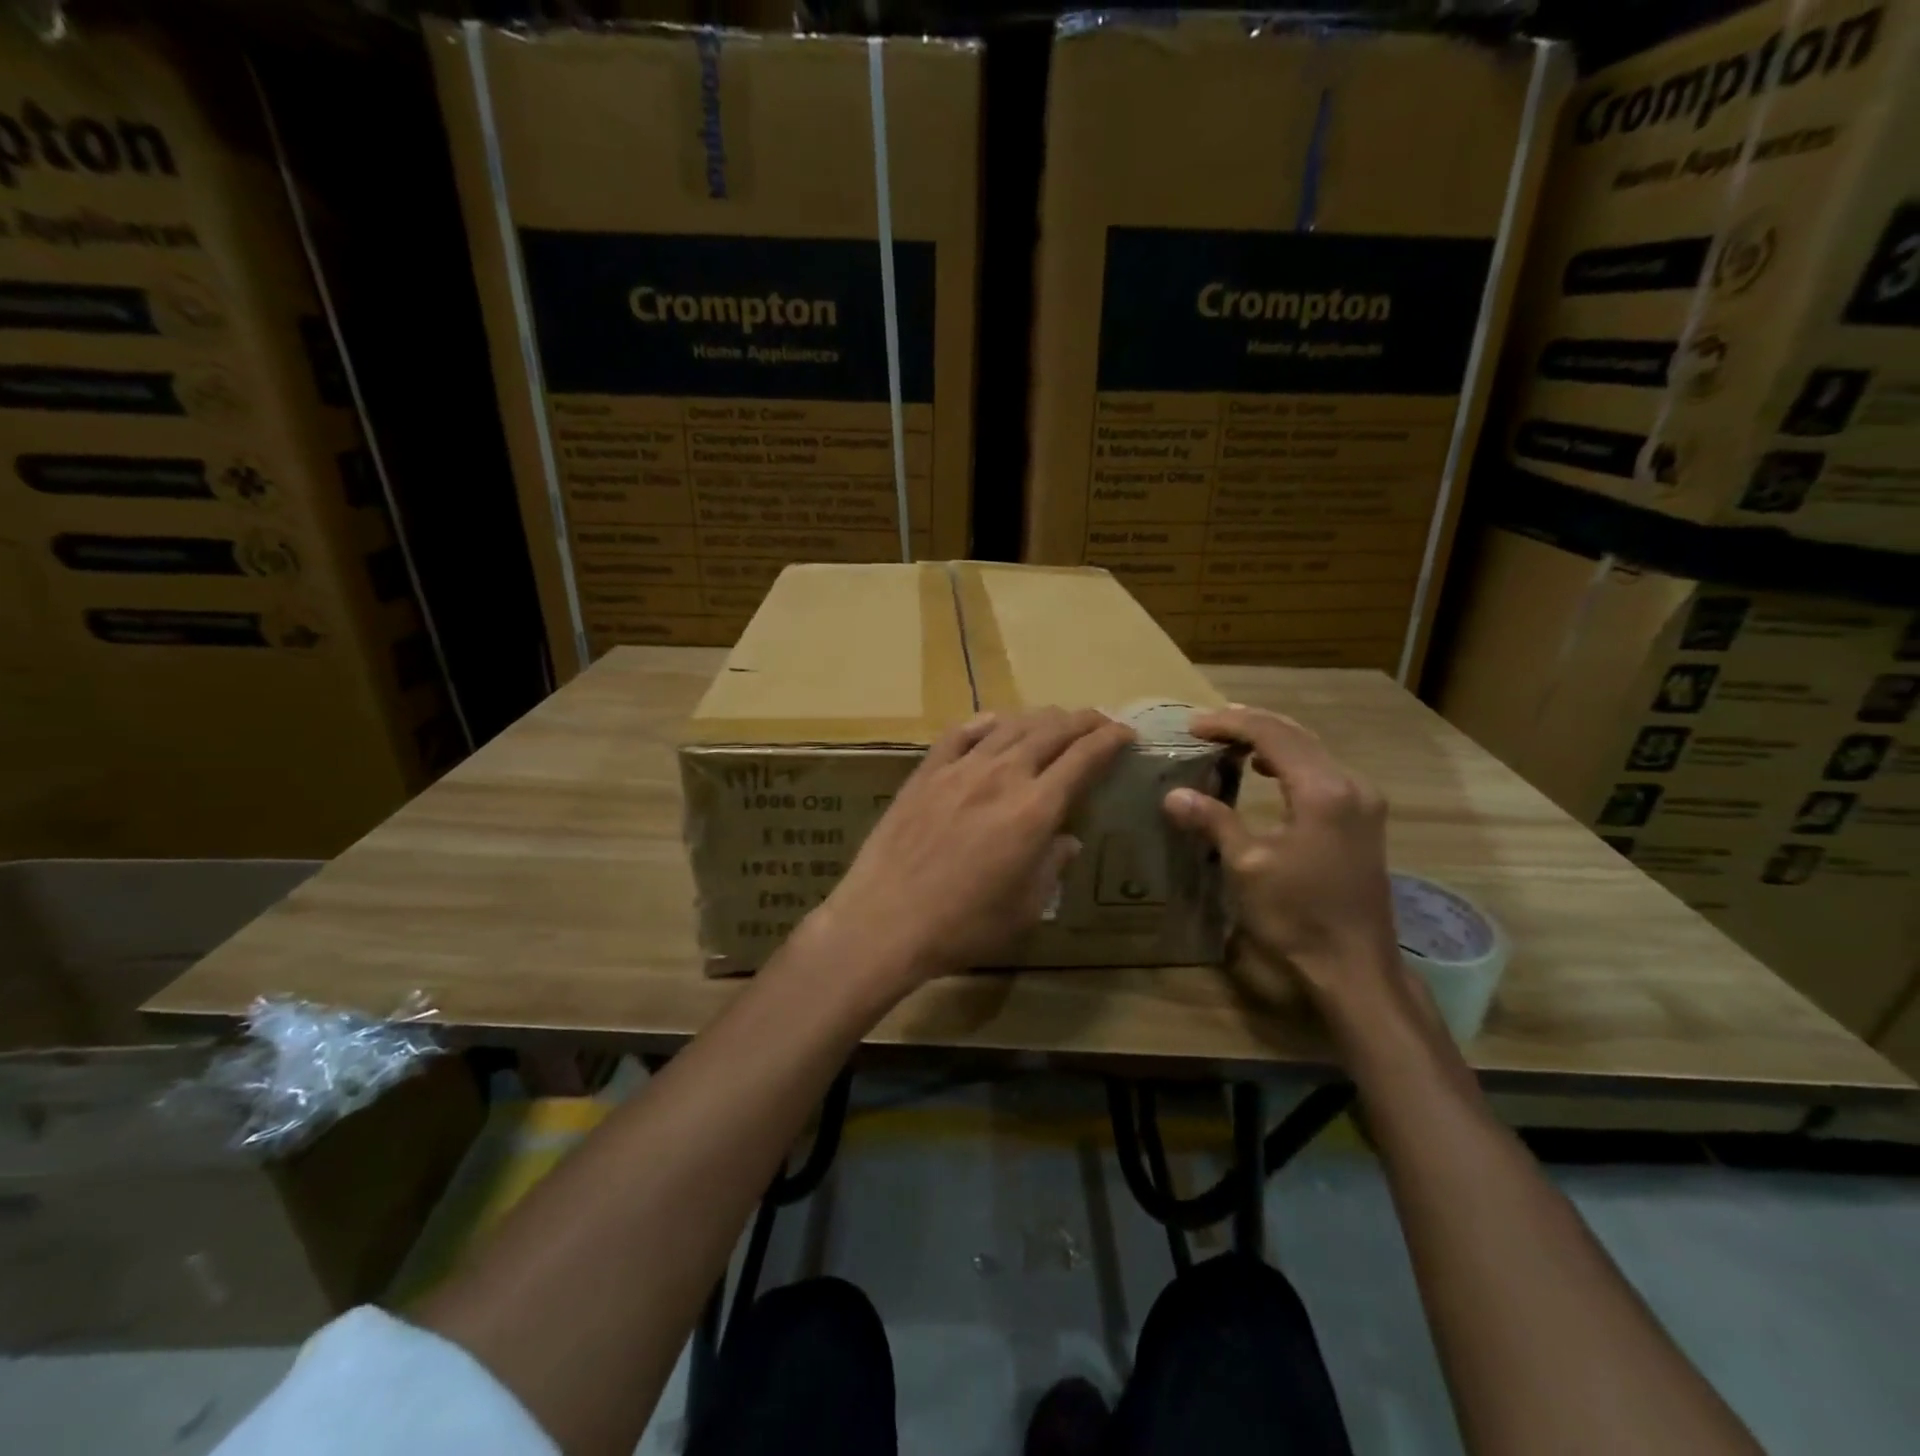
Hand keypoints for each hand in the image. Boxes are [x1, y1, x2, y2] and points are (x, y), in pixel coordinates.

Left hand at [812, 708, 1134, 993]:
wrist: (885, 920)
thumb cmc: (963, 926)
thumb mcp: (1025, 908)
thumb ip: (1052, 867)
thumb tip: (1067, 840)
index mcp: (1035, 809)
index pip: (1083, 757)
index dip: (1109, 739)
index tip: (1125, 732)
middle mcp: (1002, 776)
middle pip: (1051, 731)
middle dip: (1082, 720)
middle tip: (1098, 720)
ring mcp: (960, 769)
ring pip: (1009, 725)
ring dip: (1040, 717)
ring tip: (1055, 719)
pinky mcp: (925, 773)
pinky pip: (959, 734)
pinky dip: (984, 722)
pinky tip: (994, 722)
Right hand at [1162, 706, 1400, 1015]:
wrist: (1355, 966)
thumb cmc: (1298, 916)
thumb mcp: (1247, 867)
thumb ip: (1213, 821)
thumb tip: (1173, 795)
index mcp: (1322, 791)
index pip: (1271, 735)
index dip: (1229, 725)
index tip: (1192, 727)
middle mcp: (1350, 783)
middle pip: (1295, 734)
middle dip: (1248, 724)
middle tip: (1205, 726)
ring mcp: (1363, 800)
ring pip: (1312, 748)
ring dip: (1270, 738)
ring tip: (1228, 739)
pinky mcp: (1364, 817)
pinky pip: (1322, 768)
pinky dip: (1289, 759)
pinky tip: (1266, 768)